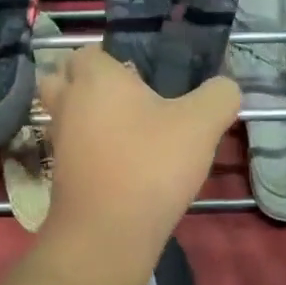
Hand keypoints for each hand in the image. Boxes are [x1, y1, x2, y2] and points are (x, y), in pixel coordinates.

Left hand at [39, 46, 238, 265]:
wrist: (108, 232)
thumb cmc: (151, 164)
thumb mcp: (201, 124)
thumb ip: (219, 96)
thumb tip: (225, 87)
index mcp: (95, 78)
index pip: (89, 52)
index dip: (113, 58)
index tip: (142, 75)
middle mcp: (68, 103)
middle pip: (62, 79)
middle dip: (86, 82)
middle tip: (125, 96)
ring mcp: (60, 140)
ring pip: (65, 115)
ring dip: (87, 117)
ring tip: (127, 129)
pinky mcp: (60, 174)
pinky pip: (72, 148)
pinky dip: (90, 149)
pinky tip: (123, 162)